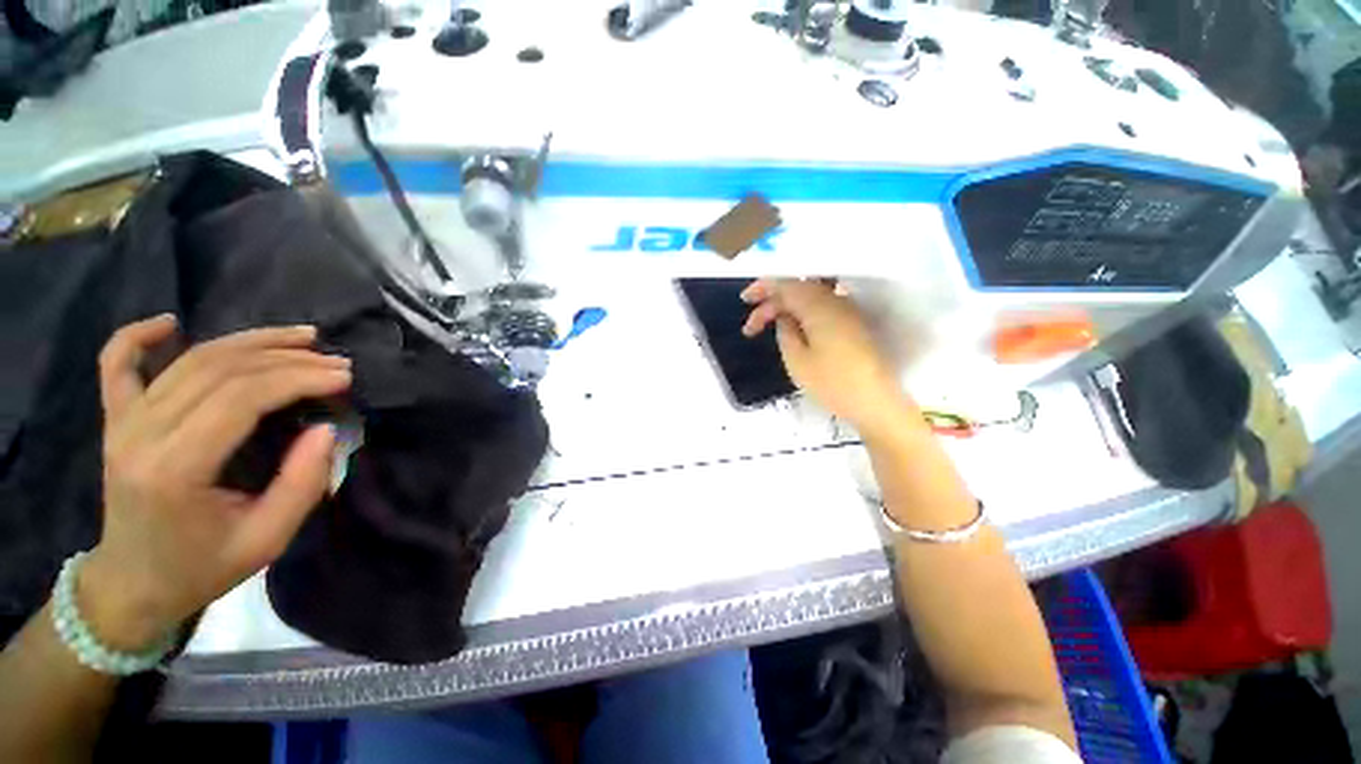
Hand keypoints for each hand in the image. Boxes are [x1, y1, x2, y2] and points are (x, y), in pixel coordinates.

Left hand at [82, 317, 351, 651]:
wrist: (132, 584)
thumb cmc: (201, 567)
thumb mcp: (267, 539)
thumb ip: (302, 484)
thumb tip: (326, 429)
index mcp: (175, 469)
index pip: (241, 399)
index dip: (298, 379)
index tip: (343, 377)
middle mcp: (142, 434)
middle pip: (219, 371)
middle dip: (287, 359)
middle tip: (336, 361)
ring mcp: (123, 423)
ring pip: (190, 360)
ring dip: (250, 341)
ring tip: (300, 337)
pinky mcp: (115, 420)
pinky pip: (116, 364)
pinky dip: (137, 336)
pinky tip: (168, 322)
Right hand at [741, 279, 915, 437]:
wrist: (878, 403)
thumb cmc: (833, 383)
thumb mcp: (797, 361)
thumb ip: (785, 332)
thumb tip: (783, 317)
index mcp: (819, 305)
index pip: (786, 283)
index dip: (763, 288)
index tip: (744, 300)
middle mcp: (836, 300)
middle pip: (798, 288)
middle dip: (771, 303)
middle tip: (751, 328)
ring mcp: (848, 311)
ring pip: (809, 298)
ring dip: (786, 309)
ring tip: (769, 328)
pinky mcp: (854, 324)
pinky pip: (821, 308)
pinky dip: (802, 314)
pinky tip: (793, 330)